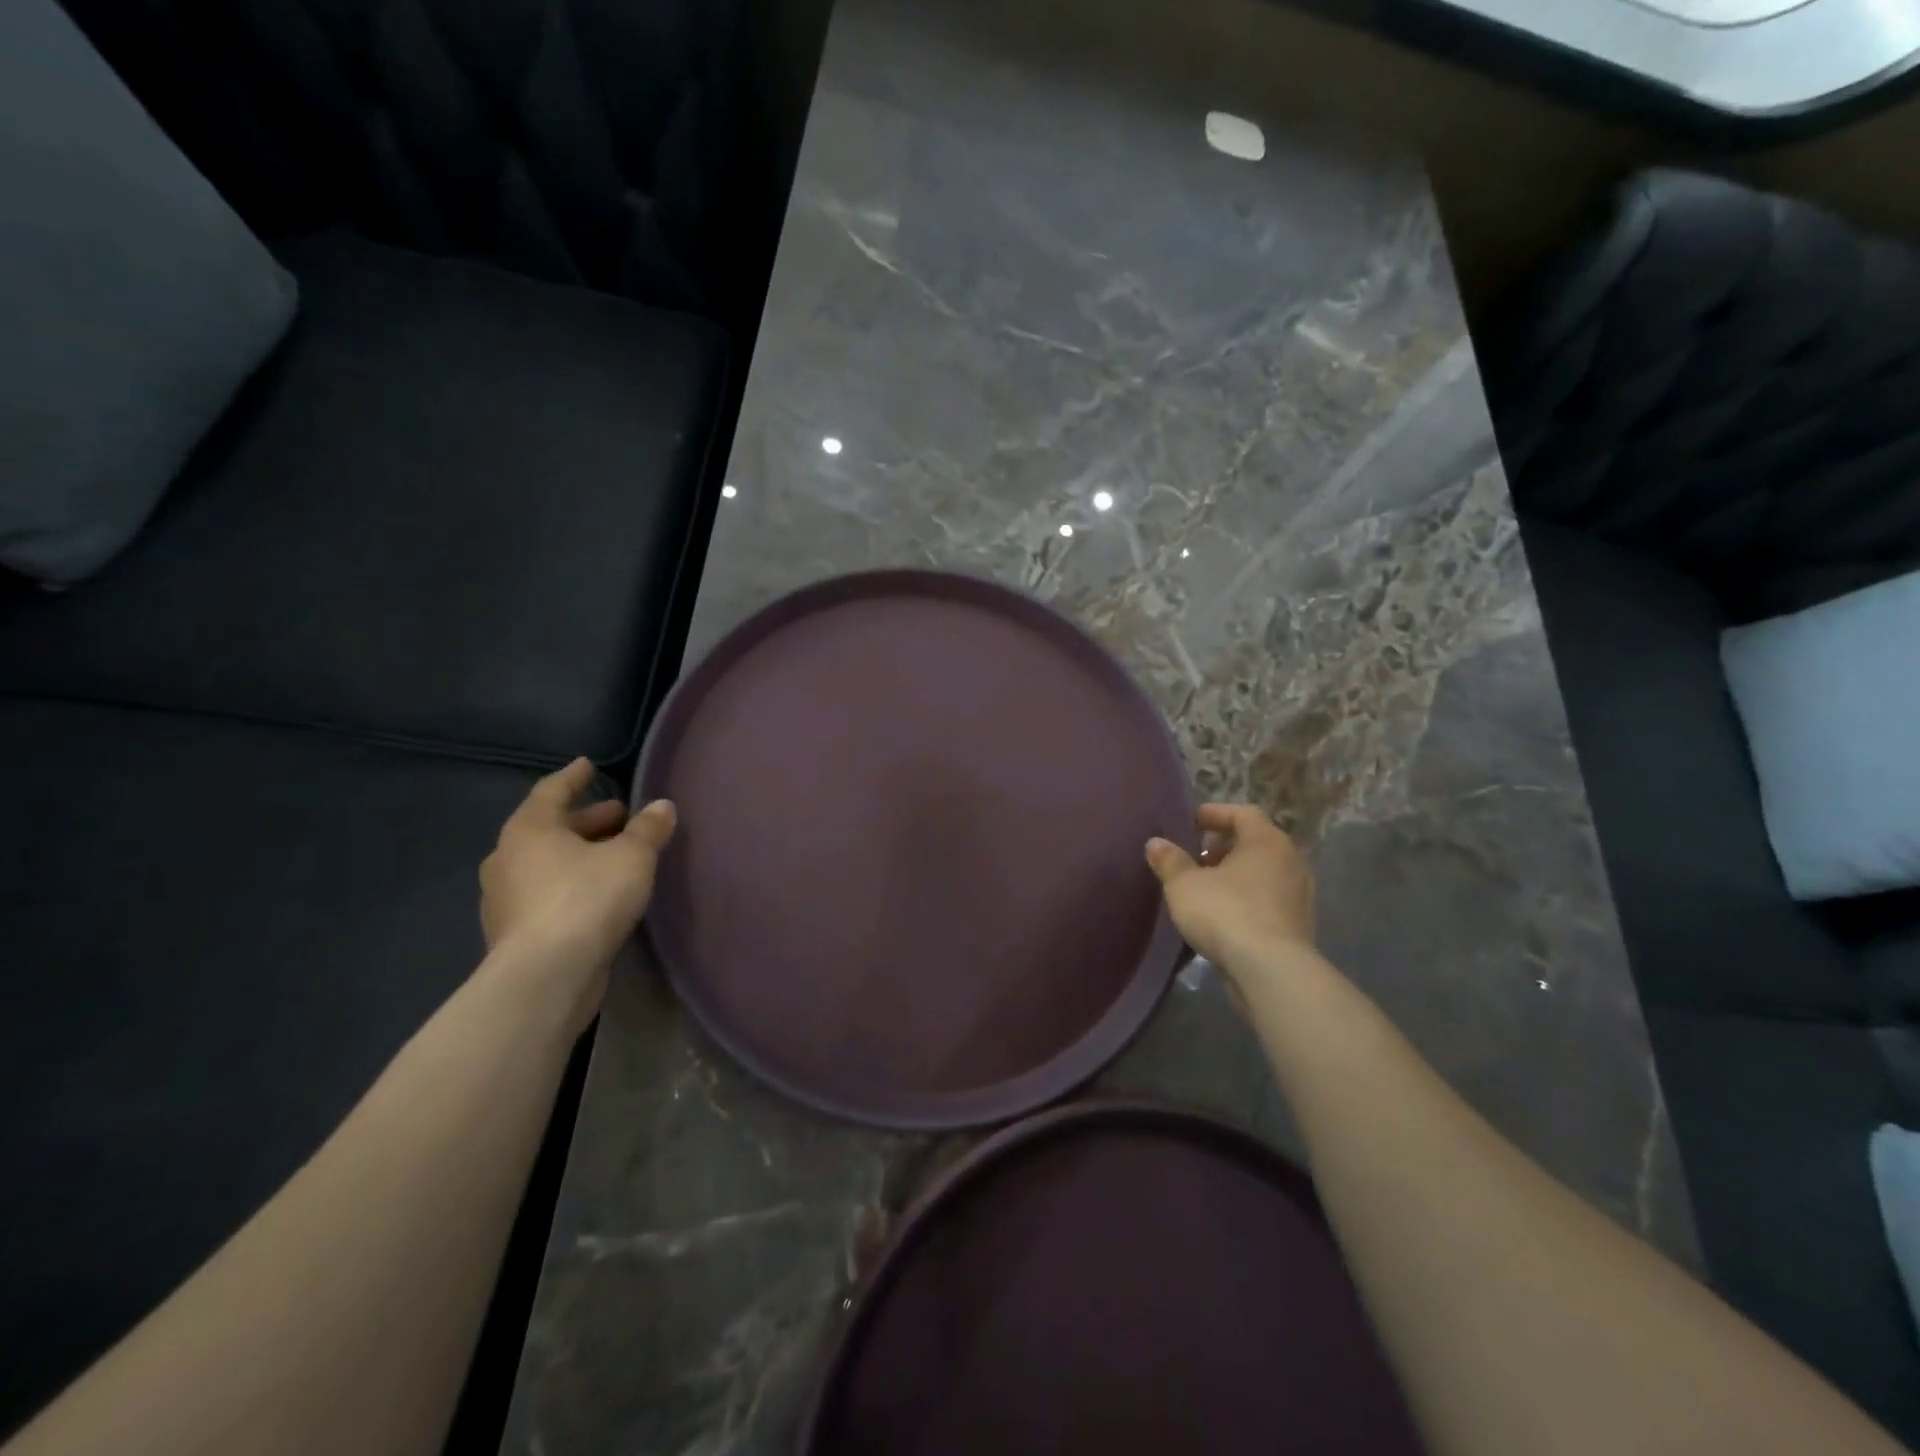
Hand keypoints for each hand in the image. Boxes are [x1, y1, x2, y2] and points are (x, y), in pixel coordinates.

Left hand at [480, 759, 676, 1001]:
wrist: (545, 977)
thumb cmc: (587, 900)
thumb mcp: (632, 857)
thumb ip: (648, 829)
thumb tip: (663, 806)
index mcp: (529, 829)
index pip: (552, 790)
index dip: (574, 777)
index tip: (589, 765)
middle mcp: (507, 858)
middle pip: (549, 828)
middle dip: (587, 820)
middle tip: (620, 815)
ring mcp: (505, 899)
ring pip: (546, 863)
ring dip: (579, 854)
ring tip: (614, 855)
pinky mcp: (514, 933)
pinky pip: (545, 894)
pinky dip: (570, 884)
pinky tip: (598, 894)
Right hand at [1146, 804, 1314, 968]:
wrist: (1270, 971)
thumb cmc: (1225, 913)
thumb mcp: (1184, 885)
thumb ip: (1169, 860)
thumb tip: (1156, 843)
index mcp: (1266, 841)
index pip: (1243, 813)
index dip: (1214, 814)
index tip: (1189, 823)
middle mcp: (1290, 861)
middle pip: (1254, 842)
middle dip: (1223, 847)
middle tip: (1194, 858)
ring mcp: (1299, 895)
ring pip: (1263, 873)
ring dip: (1235, 876)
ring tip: (1205, 889)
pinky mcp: (1299, 925)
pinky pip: (1268, 900)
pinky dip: (1247, 899)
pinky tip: (1223, 916)